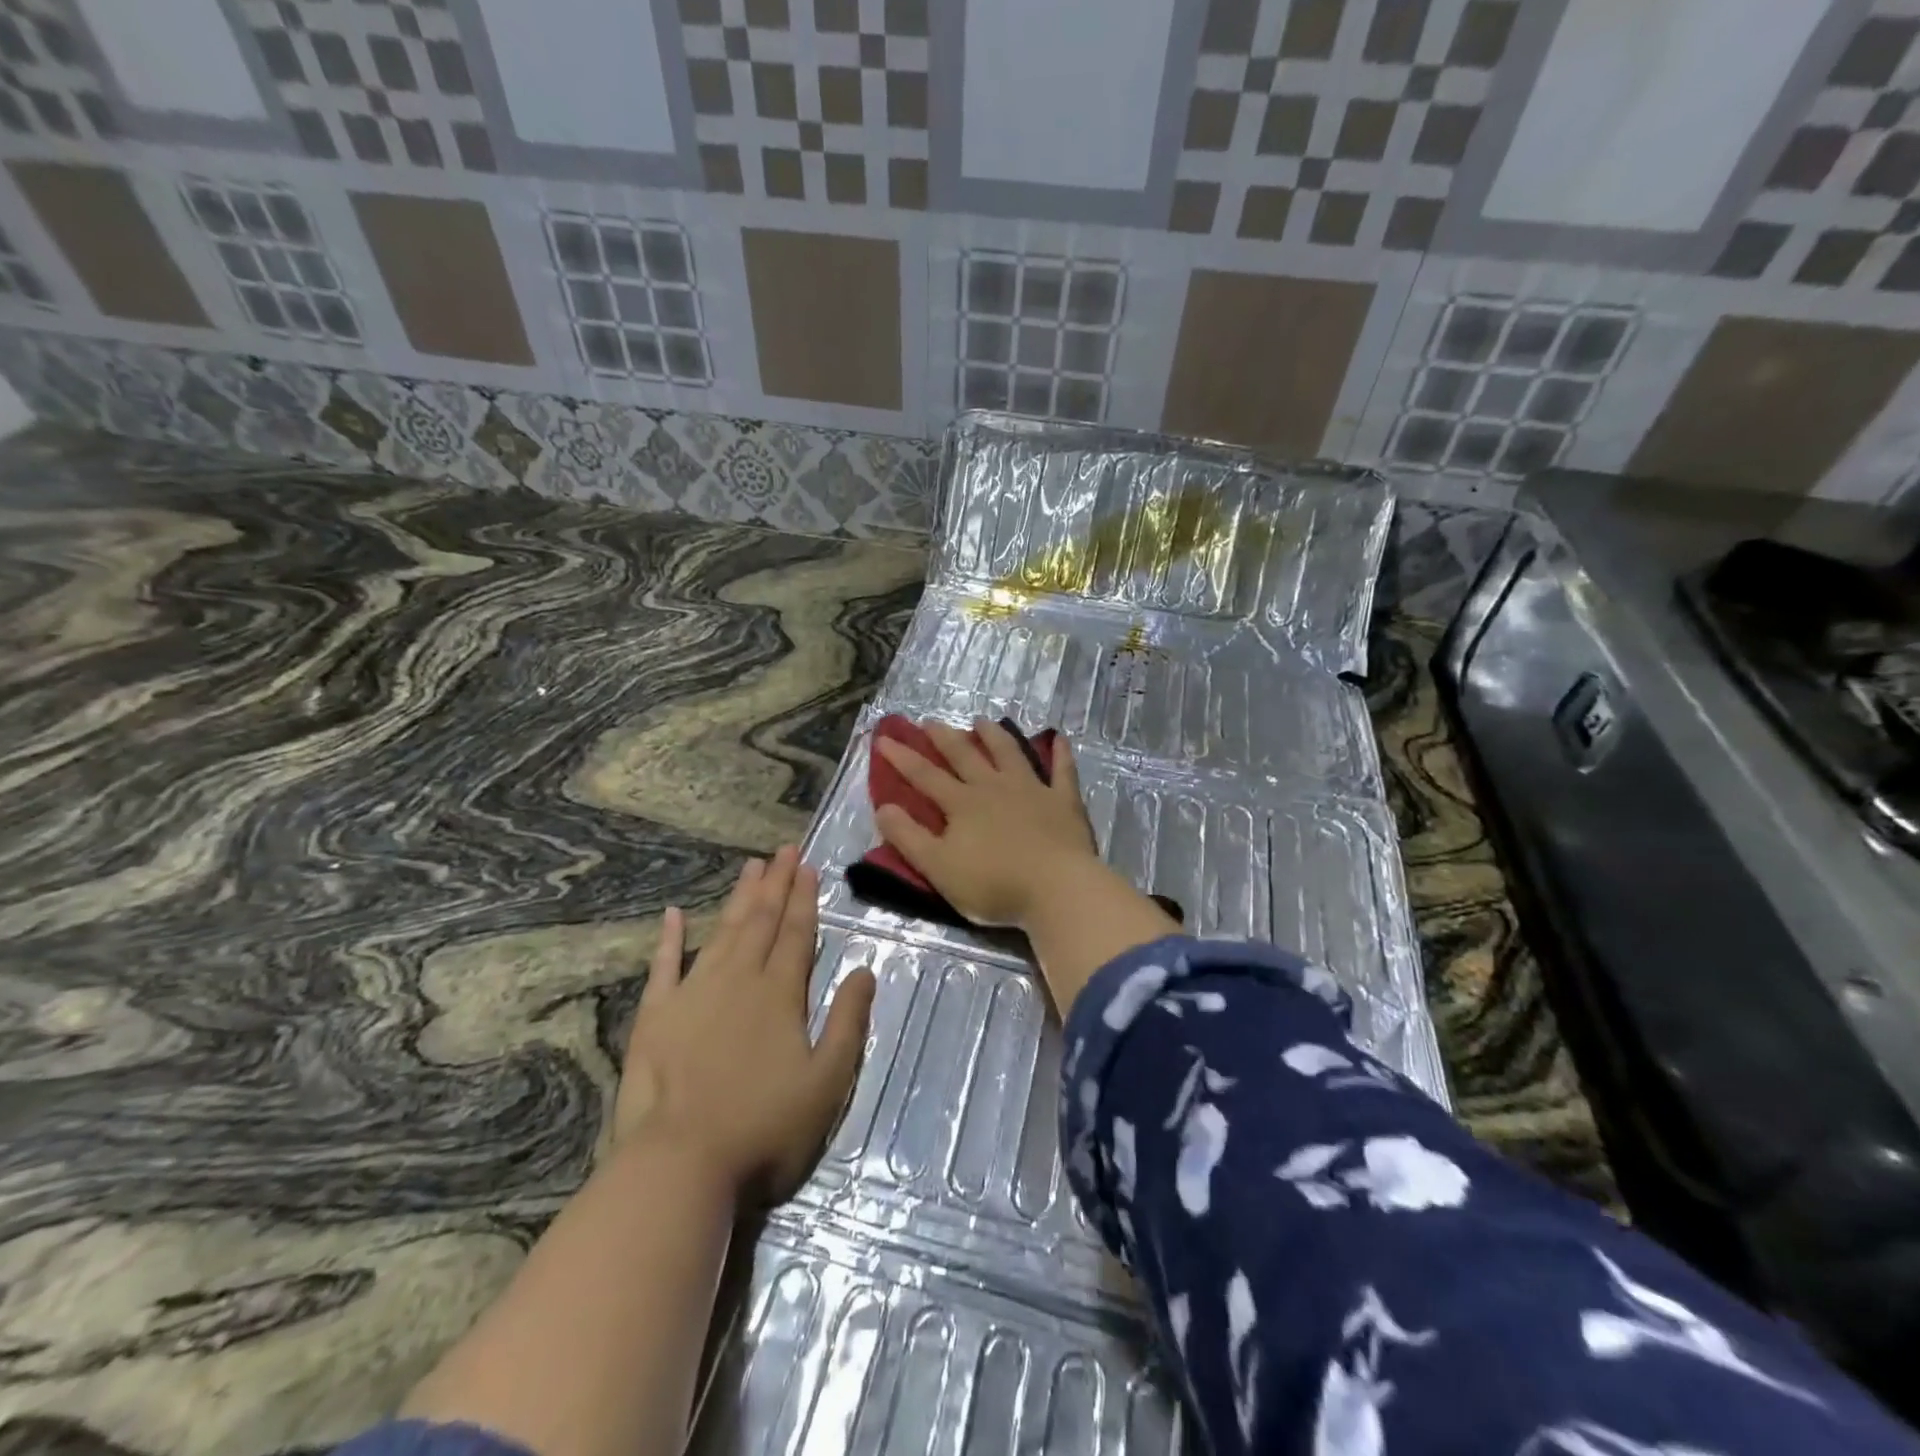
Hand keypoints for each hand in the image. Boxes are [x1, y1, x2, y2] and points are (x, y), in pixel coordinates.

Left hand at [614, 847, 875, 1206]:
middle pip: (761, 922)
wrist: (680, 1165)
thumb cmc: (764, 1128)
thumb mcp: (827, 1082)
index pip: (797, 934)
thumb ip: (848, 1022)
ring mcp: (693, 994)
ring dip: (738, 898)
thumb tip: (865, 970)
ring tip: (750, 867)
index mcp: (780, 995)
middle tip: (784, 850)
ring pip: (721, 932)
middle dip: (776, 884)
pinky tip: (673, 914)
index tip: (808, 866)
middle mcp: (738, 981)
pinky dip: (669, 938)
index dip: (805, 899)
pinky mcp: (655, 1016)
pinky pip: (663, 966)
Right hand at [873, 718, 1100, 929]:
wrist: (1056, 888)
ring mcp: (1032, 790)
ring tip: (981, 721)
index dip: (902, 758)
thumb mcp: (938, 867)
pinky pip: (1063, 771)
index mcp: (962, 804)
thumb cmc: (993, 884)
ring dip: (994, 735)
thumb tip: (883, 807)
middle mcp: (994, 787)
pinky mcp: (1063, 801)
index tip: (884, 739)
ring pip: (1009, 753)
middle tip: (929, 721)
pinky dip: (1061, 754)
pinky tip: (1059, 738)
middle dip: (944, 738)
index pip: (925, 776)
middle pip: (965, 756)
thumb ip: (909, 837)